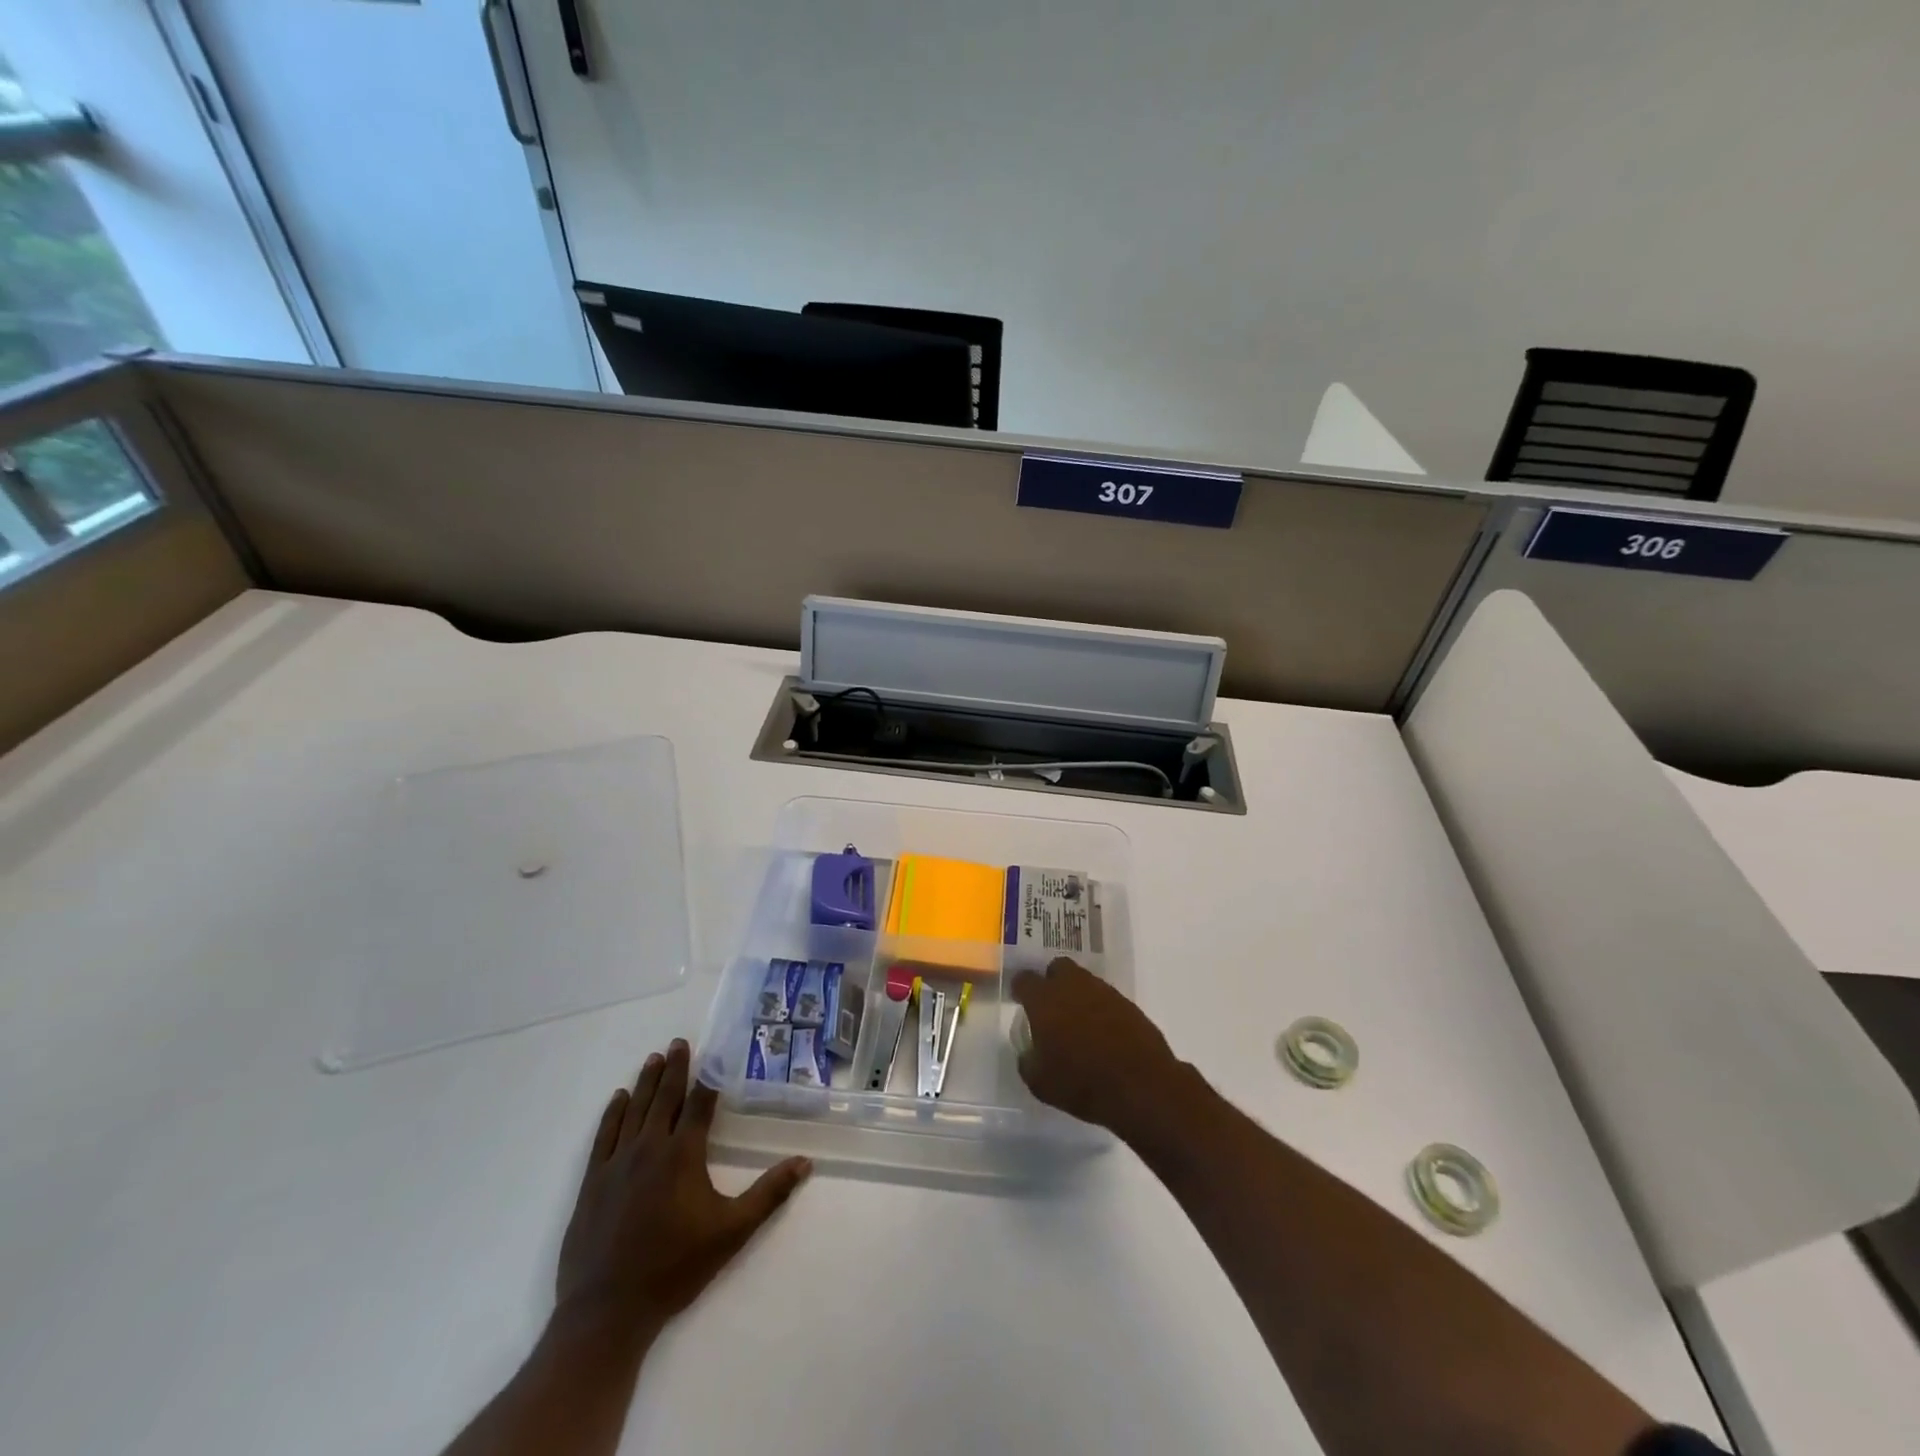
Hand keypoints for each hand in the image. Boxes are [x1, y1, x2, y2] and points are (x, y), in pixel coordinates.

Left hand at [557, 1040, 811, 1341]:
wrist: (607, 1311)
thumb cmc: (674, 1268)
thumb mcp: (731, 1232)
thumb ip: (769, 1194)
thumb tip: (805, 1162)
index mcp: (682, 1155)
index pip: (698, 1105)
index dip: (707, 1079)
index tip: (712, 1055)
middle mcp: (649, 1148)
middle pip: (664, 1098)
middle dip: (674, 1068)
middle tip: (678, 1042)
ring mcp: (616, 1163)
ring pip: (634, 1110)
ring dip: (646, 1082)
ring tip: (653, 1058)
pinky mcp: (591, 1183)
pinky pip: (604, 1136)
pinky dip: (613, 1113)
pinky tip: (618, 1098)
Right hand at [1009, 957, 1182, 1139]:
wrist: (1141, 1086)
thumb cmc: (1082, 1083)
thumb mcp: (1040, 1083)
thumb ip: (1028, 1061)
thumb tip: (1030, 1052)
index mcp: (1045, 1000)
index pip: (1025, 979)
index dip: (1020, 989)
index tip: (1019, 1000)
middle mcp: (1073, 986)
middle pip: (1058, 967)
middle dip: (1051, 981)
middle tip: (1050, 1007)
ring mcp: (1104, 992)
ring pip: (1084, 980)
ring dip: (1077, 995)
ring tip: (1078, 1023)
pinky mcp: (1128, 1004)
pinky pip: (1106, 998)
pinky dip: (1099, 1009)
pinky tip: (1102, 1033)